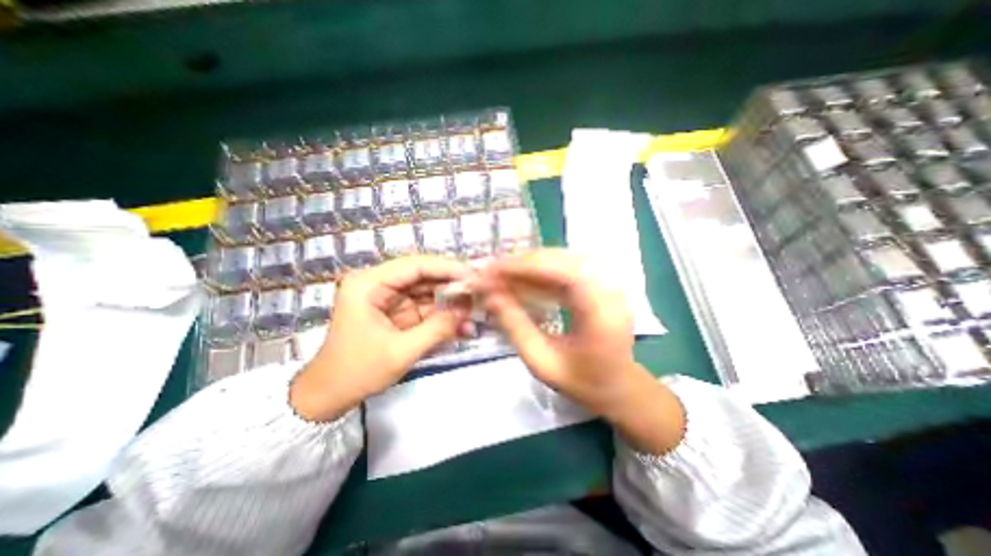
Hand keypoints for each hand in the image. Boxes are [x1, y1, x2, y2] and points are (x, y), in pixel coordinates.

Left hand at [292, 257, 471, 420]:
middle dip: (452, 286)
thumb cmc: (356, 372)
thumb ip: (436, 329)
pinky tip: (462, 326)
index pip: (415, 265)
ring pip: (428, 292)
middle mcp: (379, 285)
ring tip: (475, 312)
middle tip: (479, 294)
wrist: (328, 397)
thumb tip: (467, 312)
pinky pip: (425, 309)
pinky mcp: (397, 313)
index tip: (473, 276)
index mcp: (369, 284)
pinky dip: (443, 317)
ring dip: (451, 303)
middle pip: (424, 276)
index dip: (447, 268)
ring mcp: (389, 299)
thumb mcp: (400, 352)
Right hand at [478, 250, 681, 454]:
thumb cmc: (583, 382)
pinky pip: (563, 268)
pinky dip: (538, 272)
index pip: (558, 270)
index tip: (490, 270)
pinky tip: (520, 281)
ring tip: (499, 275)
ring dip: (527, 266)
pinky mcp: (598, 282)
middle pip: (557, 259)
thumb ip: (515, 327)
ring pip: (559, 260)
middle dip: (519, 264)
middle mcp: (607, 285)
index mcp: (600, 308)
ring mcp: (605, 281)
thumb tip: (490, 297)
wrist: (619, 386)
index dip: (521, 266)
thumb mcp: (542, 362)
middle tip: (489, 273)